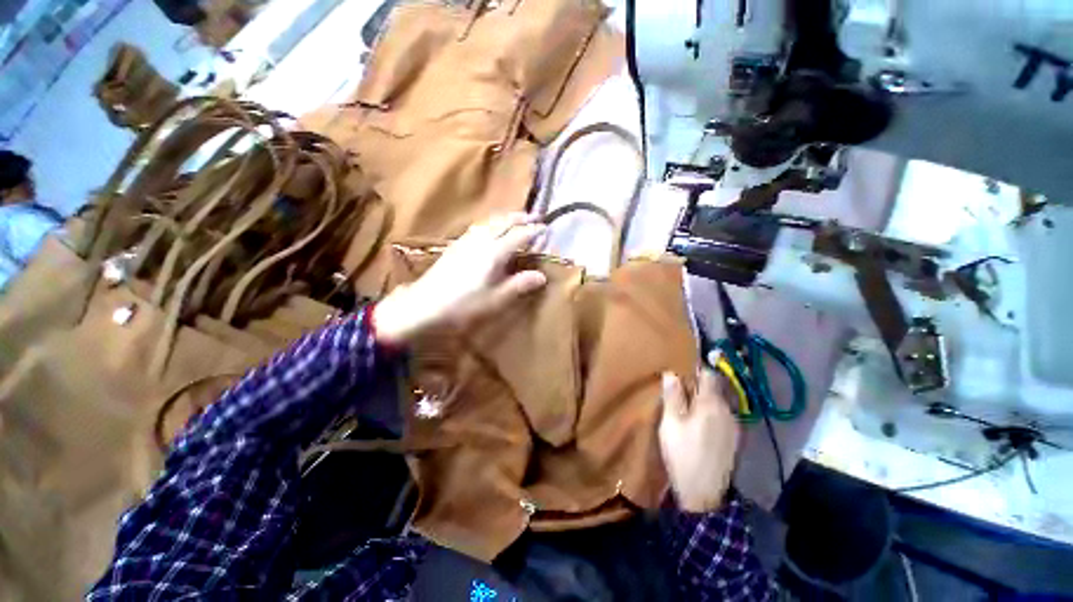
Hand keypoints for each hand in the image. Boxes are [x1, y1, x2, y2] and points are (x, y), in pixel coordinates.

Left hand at [374, 213, 547, 344]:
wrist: (424, 304)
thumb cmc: (463, 305)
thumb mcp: (496, 299)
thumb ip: (519, 285)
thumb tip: (542, 275)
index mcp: (494, 253)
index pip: (519, 236)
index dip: (534, 231)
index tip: (546, 227)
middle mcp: (481, 240)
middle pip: (504, 222)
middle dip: (521, 218)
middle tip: (535, 217)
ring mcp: (466, 241)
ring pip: (490, 222)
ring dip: (506, 217)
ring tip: (516, 219)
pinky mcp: (456, 245)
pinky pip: (479, 226)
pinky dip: (491, 222)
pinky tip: (490, 229)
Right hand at [659, 365, 739, 511]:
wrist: (704, 494)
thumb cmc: (683, 453)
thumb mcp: (671, 423)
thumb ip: (672, 396)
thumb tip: (672, 373)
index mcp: (711, 404)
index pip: (708, 374)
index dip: (694, 371)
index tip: (679, 374)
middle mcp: (727, 411)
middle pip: (714, 389)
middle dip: (697, 387)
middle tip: (677, 394)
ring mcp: (734, 427)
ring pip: (718, 404)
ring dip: (703, 401)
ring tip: (685, 410)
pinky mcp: (734, 440)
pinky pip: (721, 417)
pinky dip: (710, 415)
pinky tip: (697, 427)